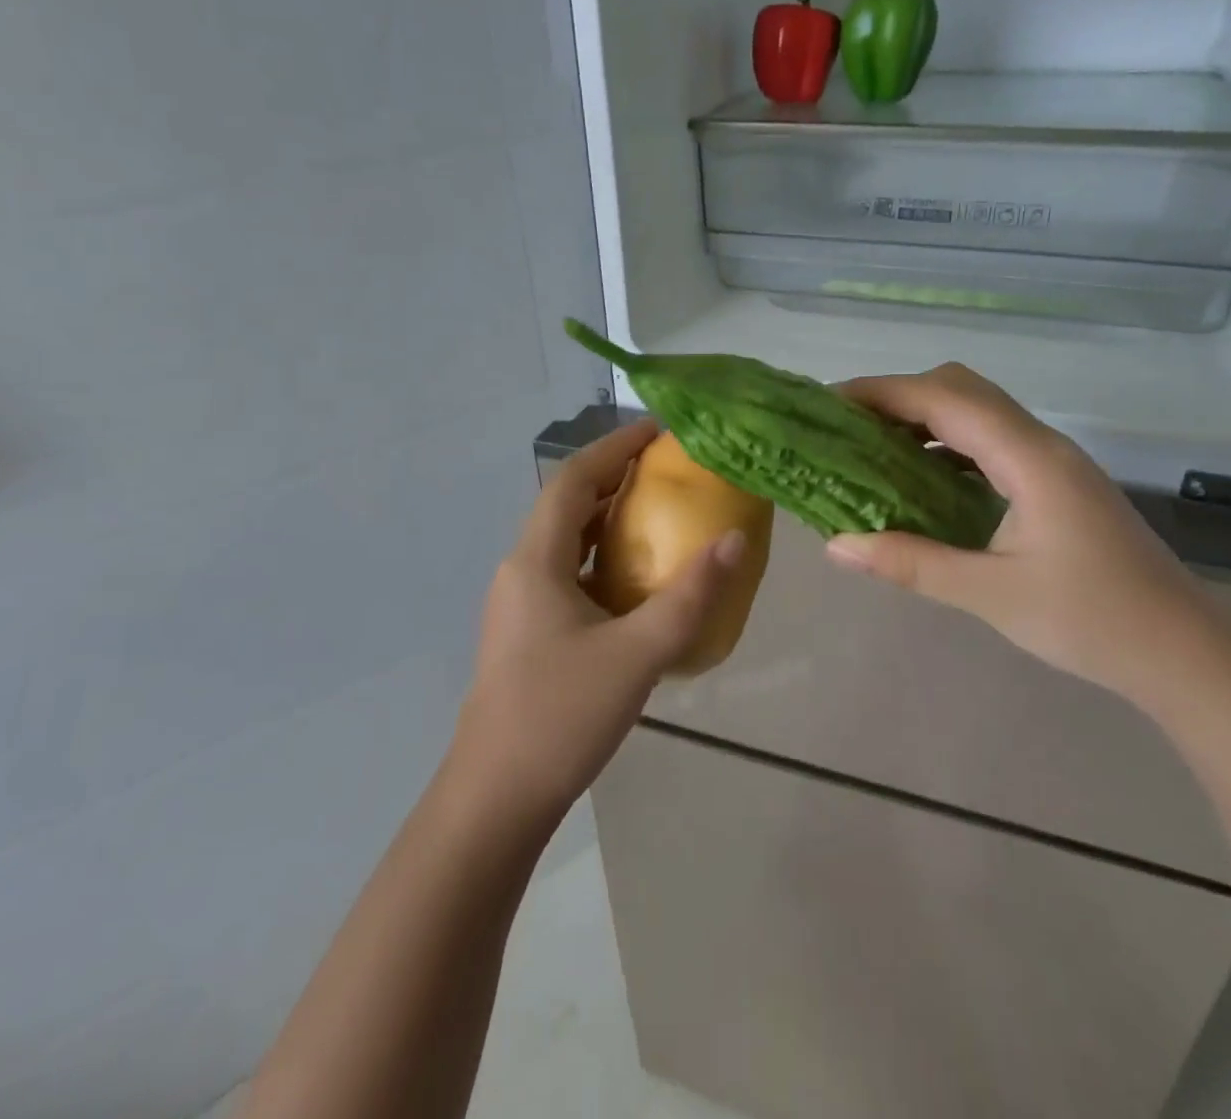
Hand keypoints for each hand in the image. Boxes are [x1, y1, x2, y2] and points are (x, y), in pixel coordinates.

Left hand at [450, 420, 744, 828]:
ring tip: (659, 511)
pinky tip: (638, 581)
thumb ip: (690, 597)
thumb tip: (735, 540)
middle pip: (567, 504)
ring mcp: (521, 604)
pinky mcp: (529, 633)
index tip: (657, 430)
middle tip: (668, 467)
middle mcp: (521, 571)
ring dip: (608, 519)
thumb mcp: (637, 654)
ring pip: (567, 542)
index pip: (572, 480)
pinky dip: (603, 560)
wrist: (495, 800)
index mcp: (535, 561)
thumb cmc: (560, 717)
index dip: (613, 448)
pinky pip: (569, 574)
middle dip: (614, 478)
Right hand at [824, 363, 1230, 704]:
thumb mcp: (990, 594)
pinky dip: (947, 444)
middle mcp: (1041, 444)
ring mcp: (1052, 461)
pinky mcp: (1056, 482)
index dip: (883, 392)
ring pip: (978, 411)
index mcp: (1028, 458)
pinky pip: (990, 440)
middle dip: (899, 396)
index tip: (830, 402)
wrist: (1184, 653)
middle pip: (961, 388)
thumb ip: (910, 563)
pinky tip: (922, 479)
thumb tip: (837, 546)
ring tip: (872, 447)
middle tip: (848, 426)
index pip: (943, 399)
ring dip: (924, 417)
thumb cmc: (1092, 621)